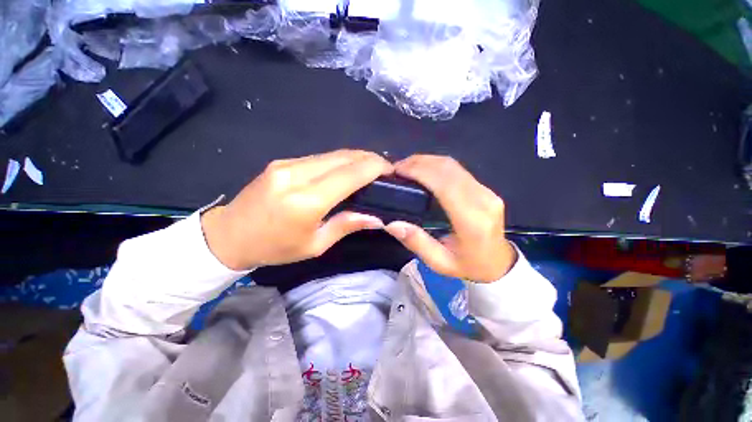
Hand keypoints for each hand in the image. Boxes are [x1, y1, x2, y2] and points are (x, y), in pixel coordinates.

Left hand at [201, 150, 392, 269]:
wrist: (229, 235)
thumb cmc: (274, 247)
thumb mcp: (314, 245)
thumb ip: (346, 226)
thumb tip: (376, 218)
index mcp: (306, 201)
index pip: (350, 174)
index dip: (374, 167)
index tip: (390, 170)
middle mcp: (297, 175)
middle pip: (343, 157)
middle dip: (369, 158)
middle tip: (384, 168)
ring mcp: (288, 164)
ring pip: (332, 153)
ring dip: (355, 157)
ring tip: (370, 168)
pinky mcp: (283, 162)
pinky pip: (320, 157)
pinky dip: (339, 161)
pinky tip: (346, 170)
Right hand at [384, 155, 516, 282]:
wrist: (499, 264)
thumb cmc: (468, 266)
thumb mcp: (439, 262)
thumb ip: (416, 242)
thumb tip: (391, 224)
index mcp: (472, 220)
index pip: (445, 184)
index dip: (420, 172)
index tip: (398, 170)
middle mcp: (483, 199)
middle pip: (448, 169)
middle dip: (419, 163)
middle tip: (397, 167)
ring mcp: (486, 191)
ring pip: (453, 165)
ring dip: (427, 161)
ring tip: (406, 167)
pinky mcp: (484, 188)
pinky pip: (458, 170)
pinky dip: (436, 165)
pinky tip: (423, 170)